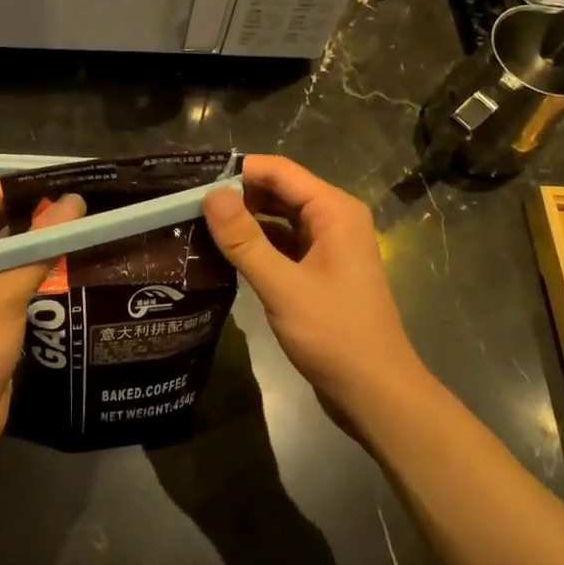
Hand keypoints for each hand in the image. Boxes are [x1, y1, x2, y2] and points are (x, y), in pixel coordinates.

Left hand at [0, 183, 84, 470]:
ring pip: (2, 246)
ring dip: (35, 237)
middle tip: (84, 200)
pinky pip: (6, 272)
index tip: (71, 180)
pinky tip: (67, 256)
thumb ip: (39, 247)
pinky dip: (32, 263)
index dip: (24, 186)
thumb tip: (75, 203)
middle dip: (33, 210)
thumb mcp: (3, 296)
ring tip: (82, 221)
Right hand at [203, 155, 427, 427]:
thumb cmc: (334, 335)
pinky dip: (257, 246)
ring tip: (198, 229)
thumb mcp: (283, 286)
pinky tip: (225, 256)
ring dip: (245, 222)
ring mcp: (328, 247)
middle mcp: (334, 220)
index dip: (237, 172)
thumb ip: (245, 240)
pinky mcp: (319, 272)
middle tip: (188, 209)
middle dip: (238, 197)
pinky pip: (283, 245)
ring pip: (279, 219)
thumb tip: (210, 195)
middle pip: (279, 192)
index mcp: (334, 211)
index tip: (193, 184)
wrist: (375, 393)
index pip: (279, 171)